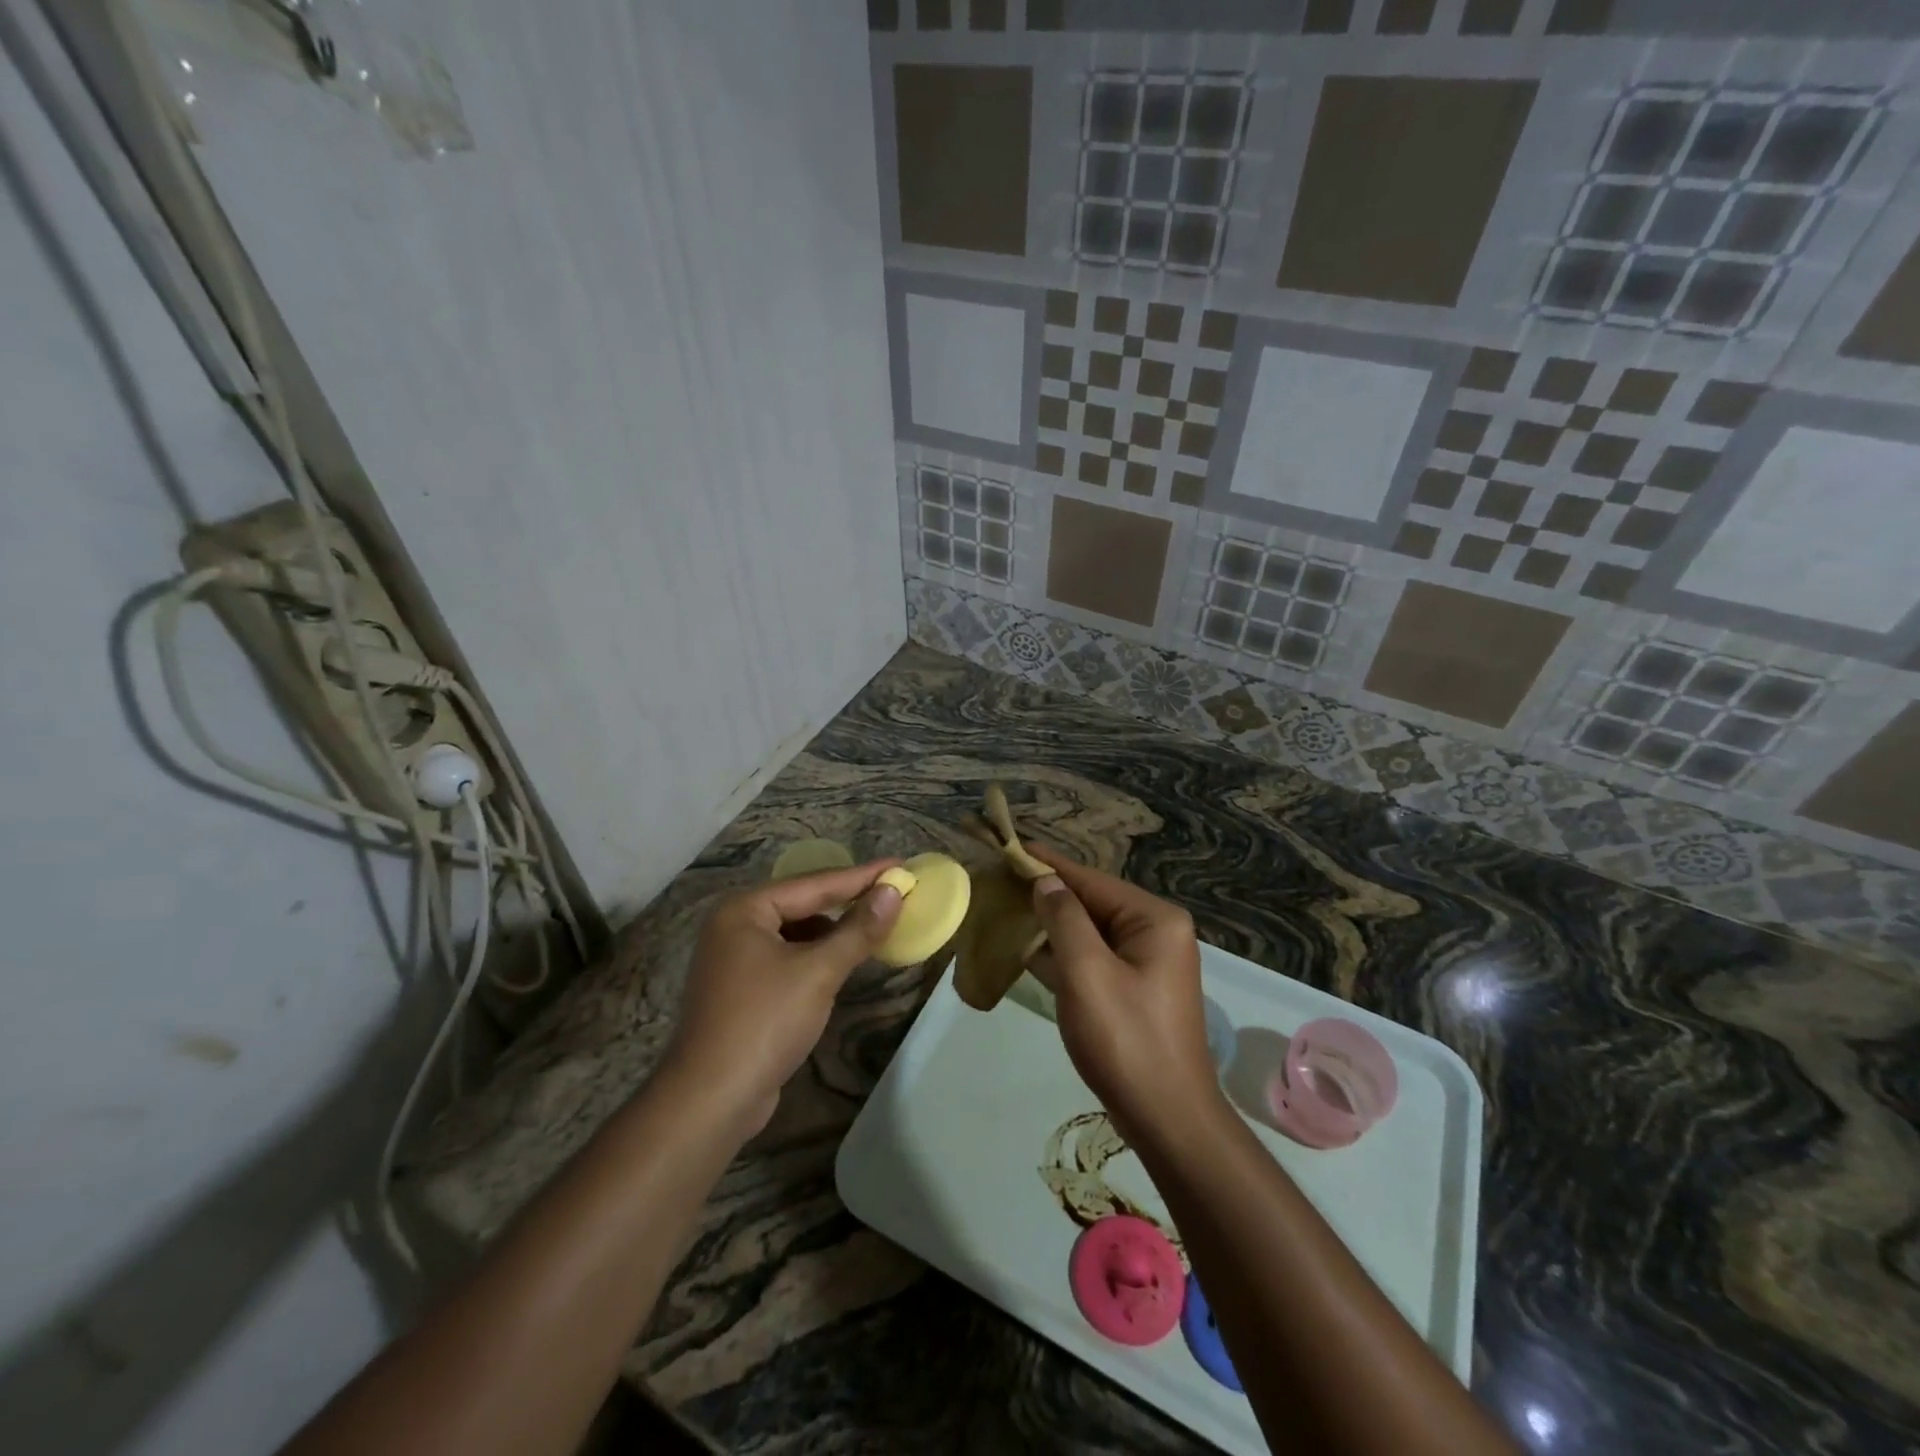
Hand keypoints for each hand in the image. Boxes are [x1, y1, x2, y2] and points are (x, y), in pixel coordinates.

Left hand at [666, 861, 903, 1135]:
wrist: (711, 1100)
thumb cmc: (765, 1022)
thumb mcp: (819, 972)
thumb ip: (858, 929)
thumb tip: (893, 891)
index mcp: (745, 909)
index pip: (815, 883)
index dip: (861, 876)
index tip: (899, 865)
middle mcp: (734, 924)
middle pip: (803, 903)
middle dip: (848, 900)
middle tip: (892, 892)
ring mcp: (734, 957)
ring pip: (796, 932)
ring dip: (833, 930)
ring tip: (873, 926)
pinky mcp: (741, 987)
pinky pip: (787, 957)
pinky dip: (816, 955)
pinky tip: (841, 962)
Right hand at [1026, 847, 1218, 1142]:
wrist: (1168, 1120)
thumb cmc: (1126, 1040)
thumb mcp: (1087, 972)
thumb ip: (1064, 919)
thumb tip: (1046, 881)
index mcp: (1154, 920)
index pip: (1091, 880)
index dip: (1049, 864)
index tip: (1012, 846)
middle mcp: (1156, 933)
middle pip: (1092, 903)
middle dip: (1048, 894)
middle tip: (1002, 880)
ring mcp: (1148, 964)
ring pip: (1091, 932)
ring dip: (1052, 924)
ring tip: (1008, 907)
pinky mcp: (1135, 990)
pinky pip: (1094, 959)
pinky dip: (1064, 953)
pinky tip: (1029, 949)